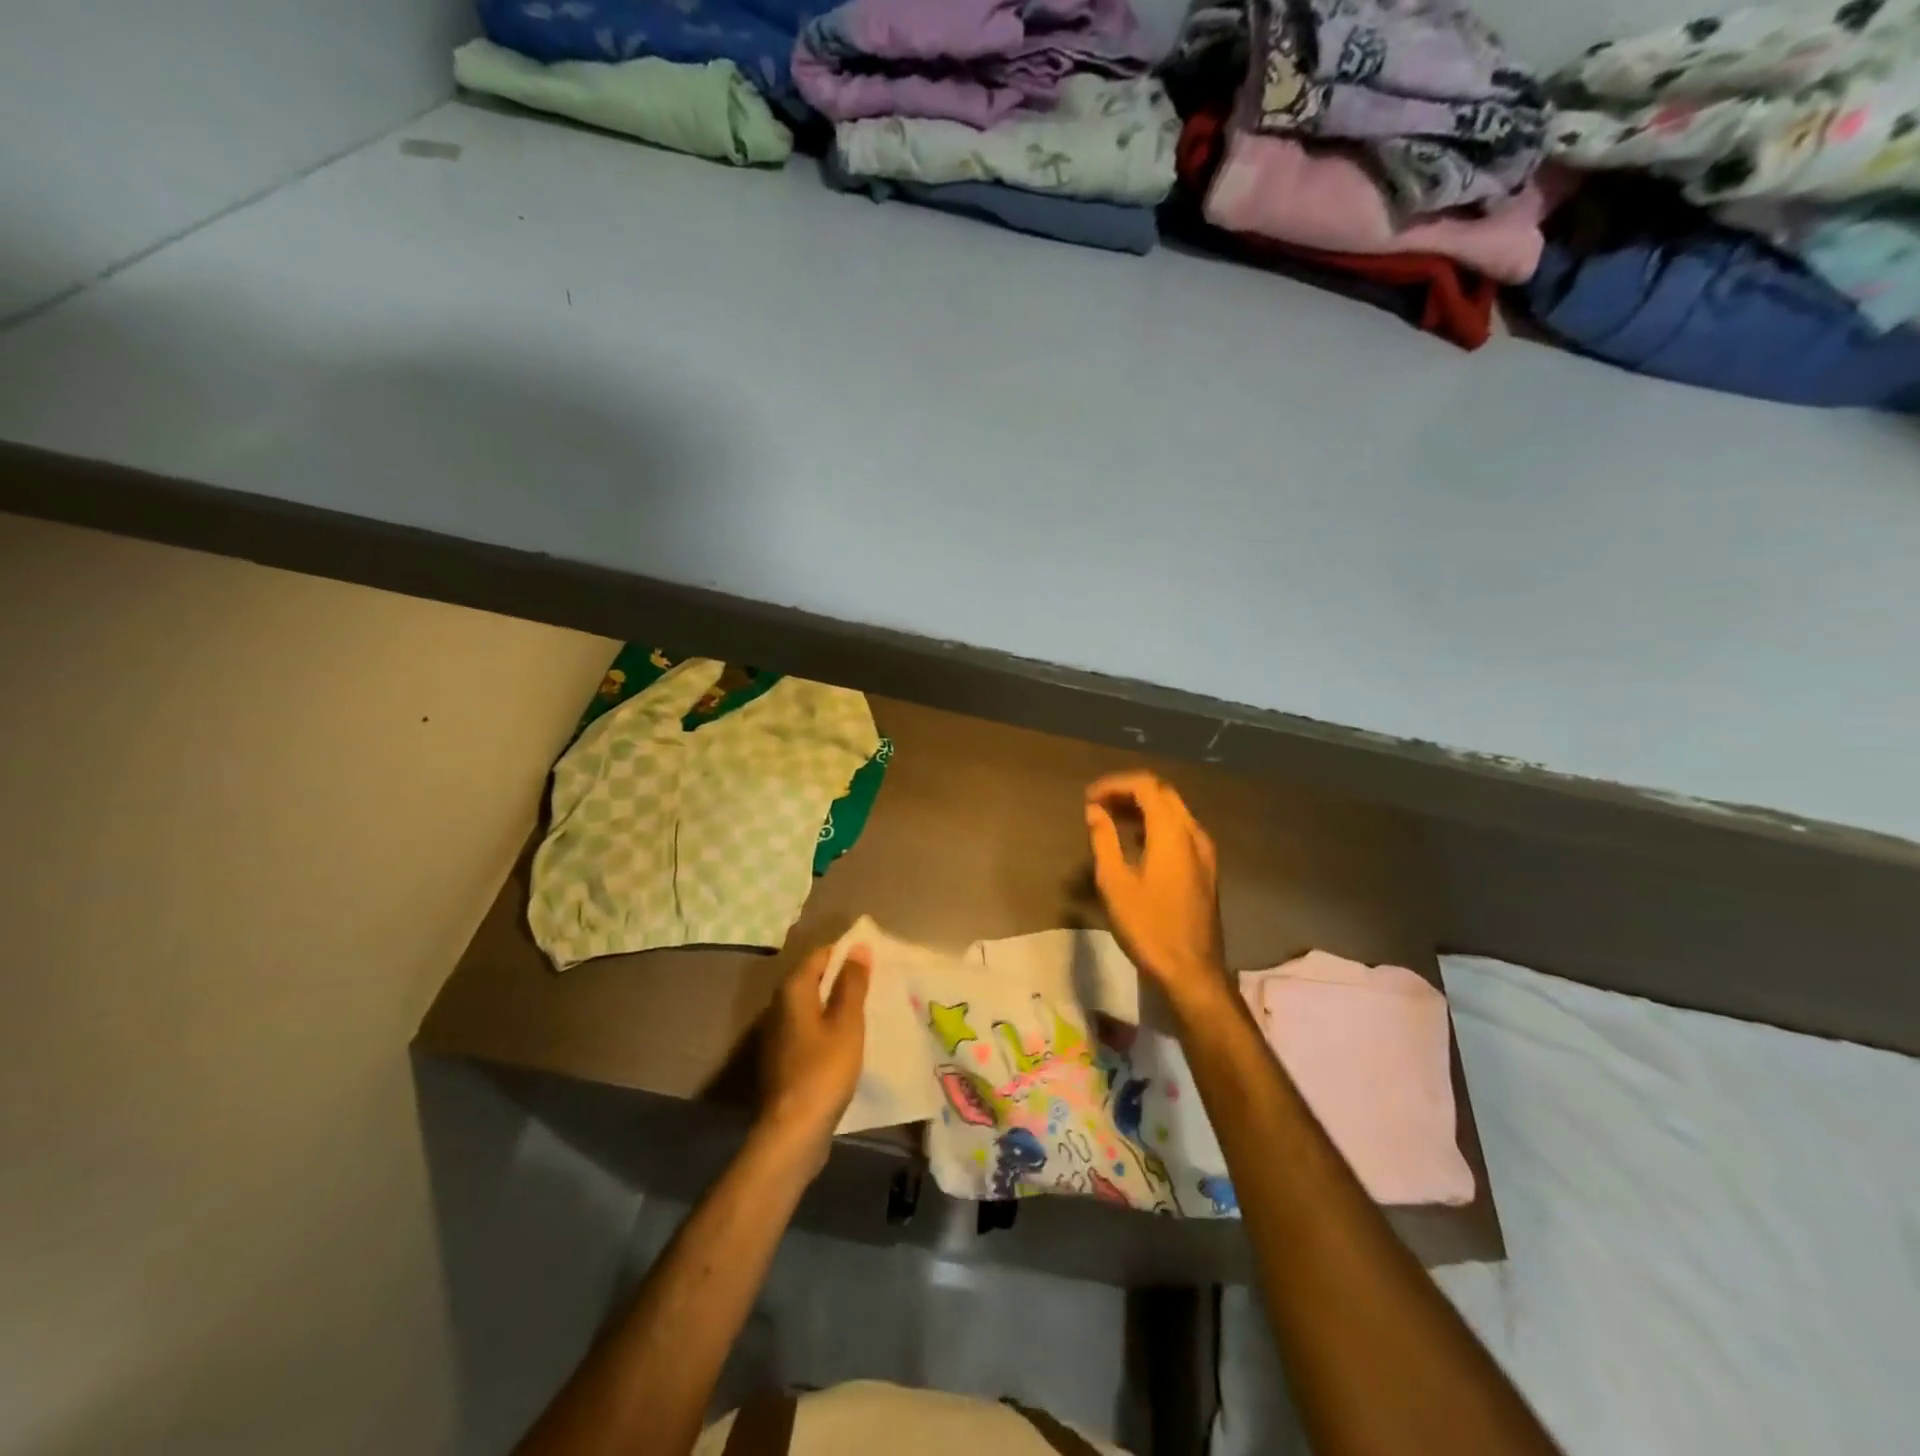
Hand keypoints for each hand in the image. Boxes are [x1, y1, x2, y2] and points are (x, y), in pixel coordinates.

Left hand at [756, 943, 870, 1166]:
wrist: (793, 1131)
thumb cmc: (824, 1070)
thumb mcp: (847, 1023)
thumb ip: (853, 984)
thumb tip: (858, 948)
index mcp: (792, 991)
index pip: (819, 955)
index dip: (846, 953)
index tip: (873, 959)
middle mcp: (778, 1006)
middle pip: (813, 979)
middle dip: (842, 977)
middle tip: (875, 982)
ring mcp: (778, 1034)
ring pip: (810, 1006)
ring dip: (835, 1003)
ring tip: (867, 1008)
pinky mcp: (783, 1058)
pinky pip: (808, 1029)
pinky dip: (827, 1026)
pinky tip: (848, 1039)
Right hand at [1085, 772, 1226, 1006]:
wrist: (1192, 971)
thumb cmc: (1148, 927)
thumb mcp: (1114, 883)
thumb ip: (1104, 839)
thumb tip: (1094, 810)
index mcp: (1172, 832)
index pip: (1146, 785)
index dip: (1115, 784)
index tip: (1089, 797)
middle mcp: (1194, 833)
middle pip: (1163, 793)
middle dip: (1129, 791)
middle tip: (1098, 804)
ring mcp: (1204, 851)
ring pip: (1174, 811)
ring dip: (1142, 807)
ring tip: (1110, 818)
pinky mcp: (1205, 868)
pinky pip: (1180, 830)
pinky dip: (1156, 824)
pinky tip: (1135, 841)